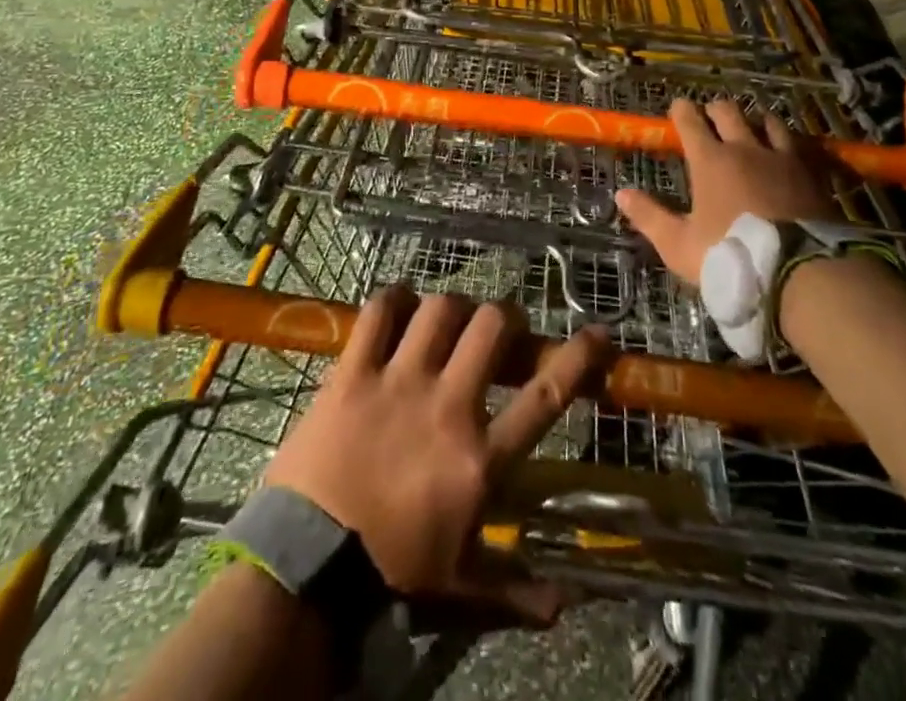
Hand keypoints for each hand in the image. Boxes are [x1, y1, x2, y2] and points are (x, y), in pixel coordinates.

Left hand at [263, 289, 610, 619]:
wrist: (306, 568)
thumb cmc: (391, 573)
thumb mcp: (460, 587)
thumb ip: (516, 589)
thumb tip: (565, 604)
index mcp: (479, 458)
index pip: (545, 396)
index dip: (578, 358)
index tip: (598, 333)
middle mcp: (448, 406)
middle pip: (492, 328)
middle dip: (505, 318)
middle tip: (498, 330)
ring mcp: (399, 382)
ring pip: (441, 309)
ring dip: (453, 307)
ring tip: (449, 320)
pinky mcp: (354, 372)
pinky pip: (378, 312)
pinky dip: (392, 300)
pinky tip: (398, 306)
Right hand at [614, 98, 835, 282]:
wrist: (800, 271)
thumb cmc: (730, 255)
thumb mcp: (679, 244)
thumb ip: (650, 216)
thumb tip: (621, 193)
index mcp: (710, 160)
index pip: (691, 120)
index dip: (681, 110)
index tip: (677, 108)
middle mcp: (745, 148)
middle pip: (728, 111)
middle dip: (715, 109)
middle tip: (710, 117)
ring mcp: (781, 157)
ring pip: (766, 120)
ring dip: (754, 120)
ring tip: (751, 127)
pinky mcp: (810, 172)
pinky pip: (796, 144)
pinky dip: (785, 141)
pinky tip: (786, 150)